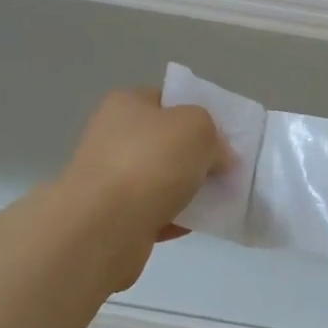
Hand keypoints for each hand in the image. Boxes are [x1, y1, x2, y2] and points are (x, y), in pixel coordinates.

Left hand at [57, 88, 226, 288]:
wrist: (103, 228)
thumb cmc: (150, 161)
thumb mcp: (197, 127)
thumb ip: (214, 134)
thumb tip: (218, 156)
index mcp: (126, 104)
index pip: (166, 99)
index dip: (197, 113)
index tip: (221, 135)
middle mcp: (112, 136)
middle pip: (165, 141)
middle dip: (195, 156)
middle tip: (225, 169)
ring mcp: (108, 179)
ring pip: (160, 179)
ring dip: (187, 189)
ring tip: (217, 200)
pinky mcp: (111, 218)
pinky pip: (154, 212)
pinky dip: (175, 218)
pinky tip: (197, 224)